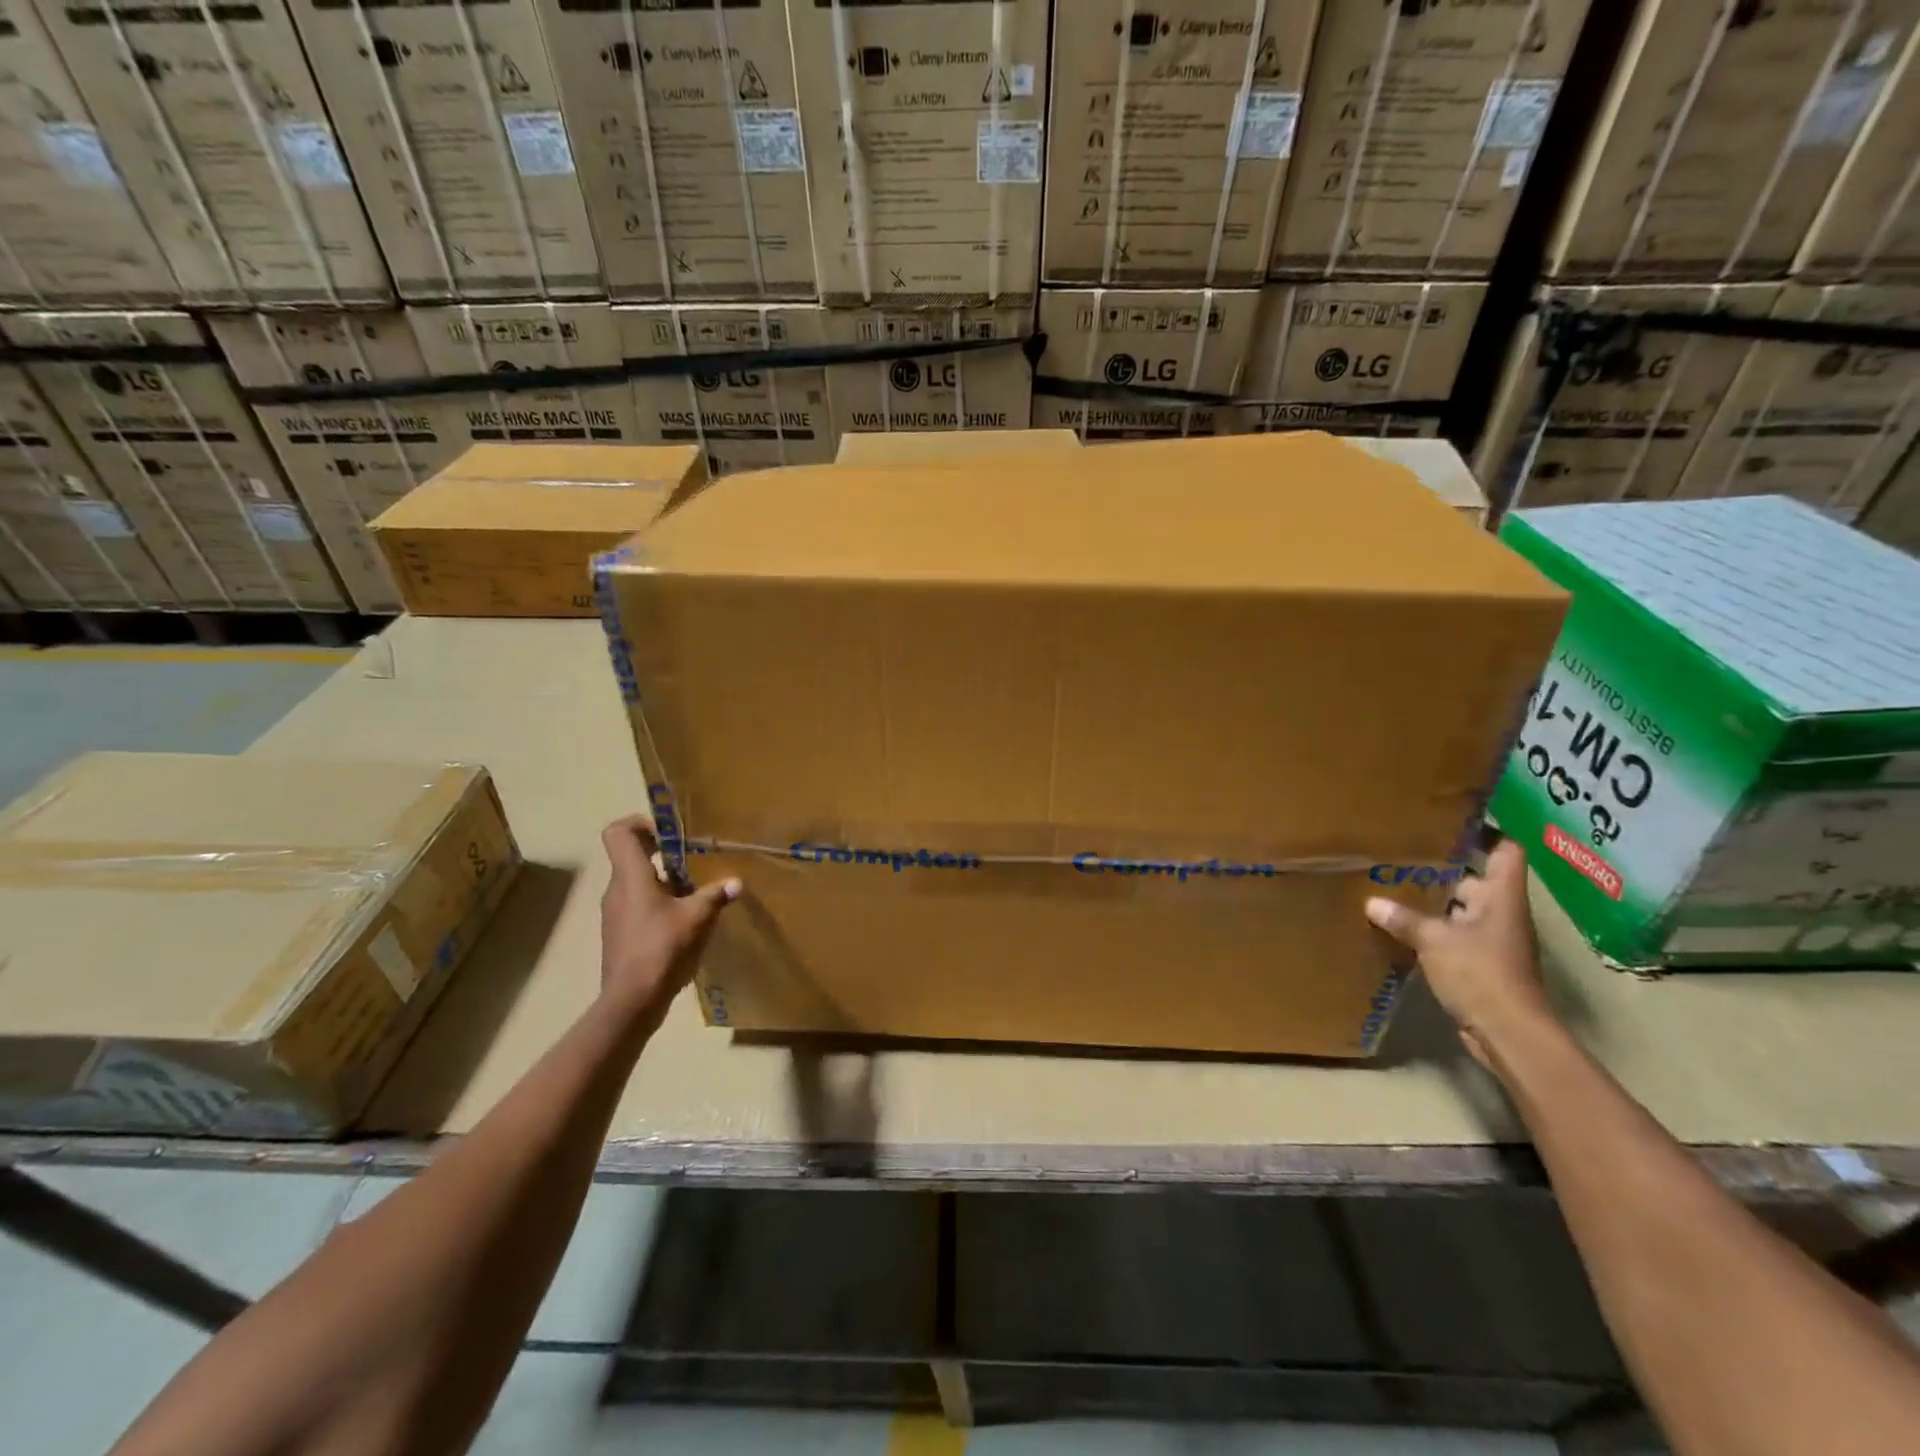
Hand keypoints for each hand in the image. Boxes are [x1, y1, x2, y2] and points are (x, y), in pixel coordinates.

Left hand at [599, 814, 740, 1023]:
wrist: (631, 1000)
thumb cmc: (662, 949)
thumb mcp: (698, 918)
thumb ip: (716, 895)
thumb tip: (737, 882)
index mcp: (631, 876)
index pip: (618, 833)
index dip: (640, 824)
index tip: (669, 833)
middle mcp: (617, 889)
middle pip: (631, 855)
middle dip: (662, 852)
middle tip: (692, 858)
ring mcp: (615, 913)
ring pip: (637, 882)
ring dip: (664, 880)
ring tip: (695, 890)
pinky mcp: (620, 933)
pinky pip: (638, 904)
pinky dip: (658, 902)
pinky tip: (683, 919)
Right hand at [1365, 838, 1554, 1072]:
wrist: (1509, 1034)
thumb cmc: (1480, 974)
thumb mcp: (1434, 941)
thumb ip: (1403, 919)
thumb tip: (1372, 902)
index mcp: (1500, 897)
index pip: (1505, 851)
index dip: (1485, 832)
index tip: (1449, 821)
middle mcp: (1500, 913)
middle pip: (1476, 877)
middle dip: (1443, 866)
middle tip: (1404, 851)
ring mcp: (1492, 940)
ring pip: (1462, 907)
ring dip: (1434, 899)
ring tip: (1393, 884)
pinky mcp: (1479, 963)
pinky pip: (1454, 934)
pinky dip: (1432, 928)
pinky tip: (1399, 924)